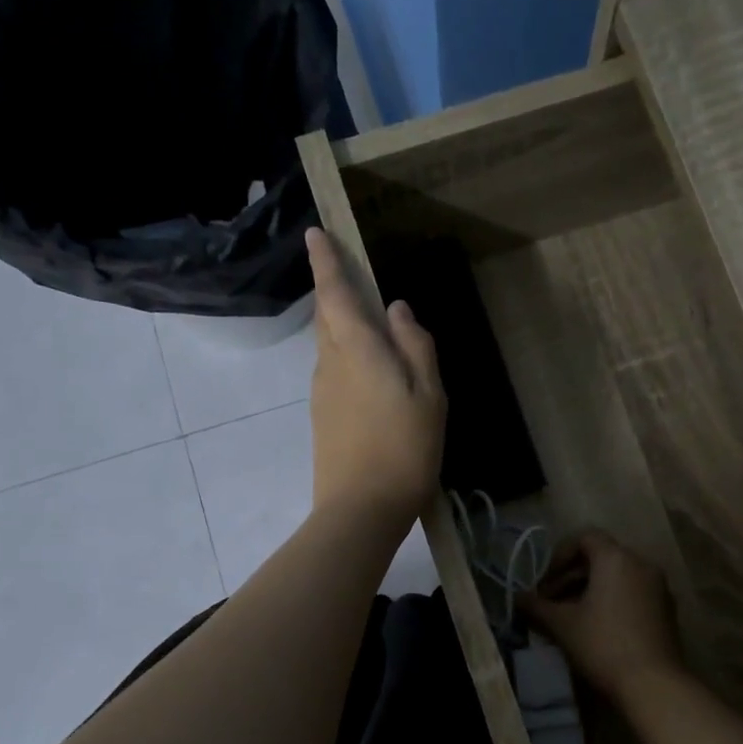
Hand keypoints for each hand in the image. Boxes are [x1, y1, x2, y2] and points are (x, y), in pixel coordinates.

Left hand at [306, 228, 445, 532]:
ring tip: (369, 330)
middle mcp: (330, 364)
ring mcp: (322, 394)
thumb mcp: (429, 396)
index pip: (335, 294)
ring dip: (343, 329)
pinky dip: (347, 360)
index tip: (314, 233)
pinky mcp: (322, 419)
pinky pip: (333, 373)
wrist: (361, 510)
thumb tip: (397, 309)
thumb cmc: (404, 449)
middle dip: (334, 293)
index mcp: (357, 350)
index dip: (325, 262)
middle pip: (328, 319)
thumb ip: (416, 347)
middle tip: (349, 277)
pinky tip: (369, 377)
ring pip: (329, 347)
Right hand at [519, 531, 684, 702]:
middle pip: (601, 557)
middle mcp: (642, 564)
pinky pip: (634, 593)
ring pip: (618, 577)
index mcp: (616, 558)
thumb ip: (537, 606)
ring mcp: (659, 587)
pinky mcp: (667, 610)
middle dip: (572, 576)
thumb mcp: (562, 624)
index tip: (545, 583)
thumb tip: (517, 598)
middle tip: (551, 602)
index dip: (559, 556)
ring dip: (592, 590)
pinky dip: (613, 601)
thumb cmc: (602, 644)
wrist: (652, 683)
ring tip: (571, 617)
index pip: (585, 538)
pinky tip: (598, 628)